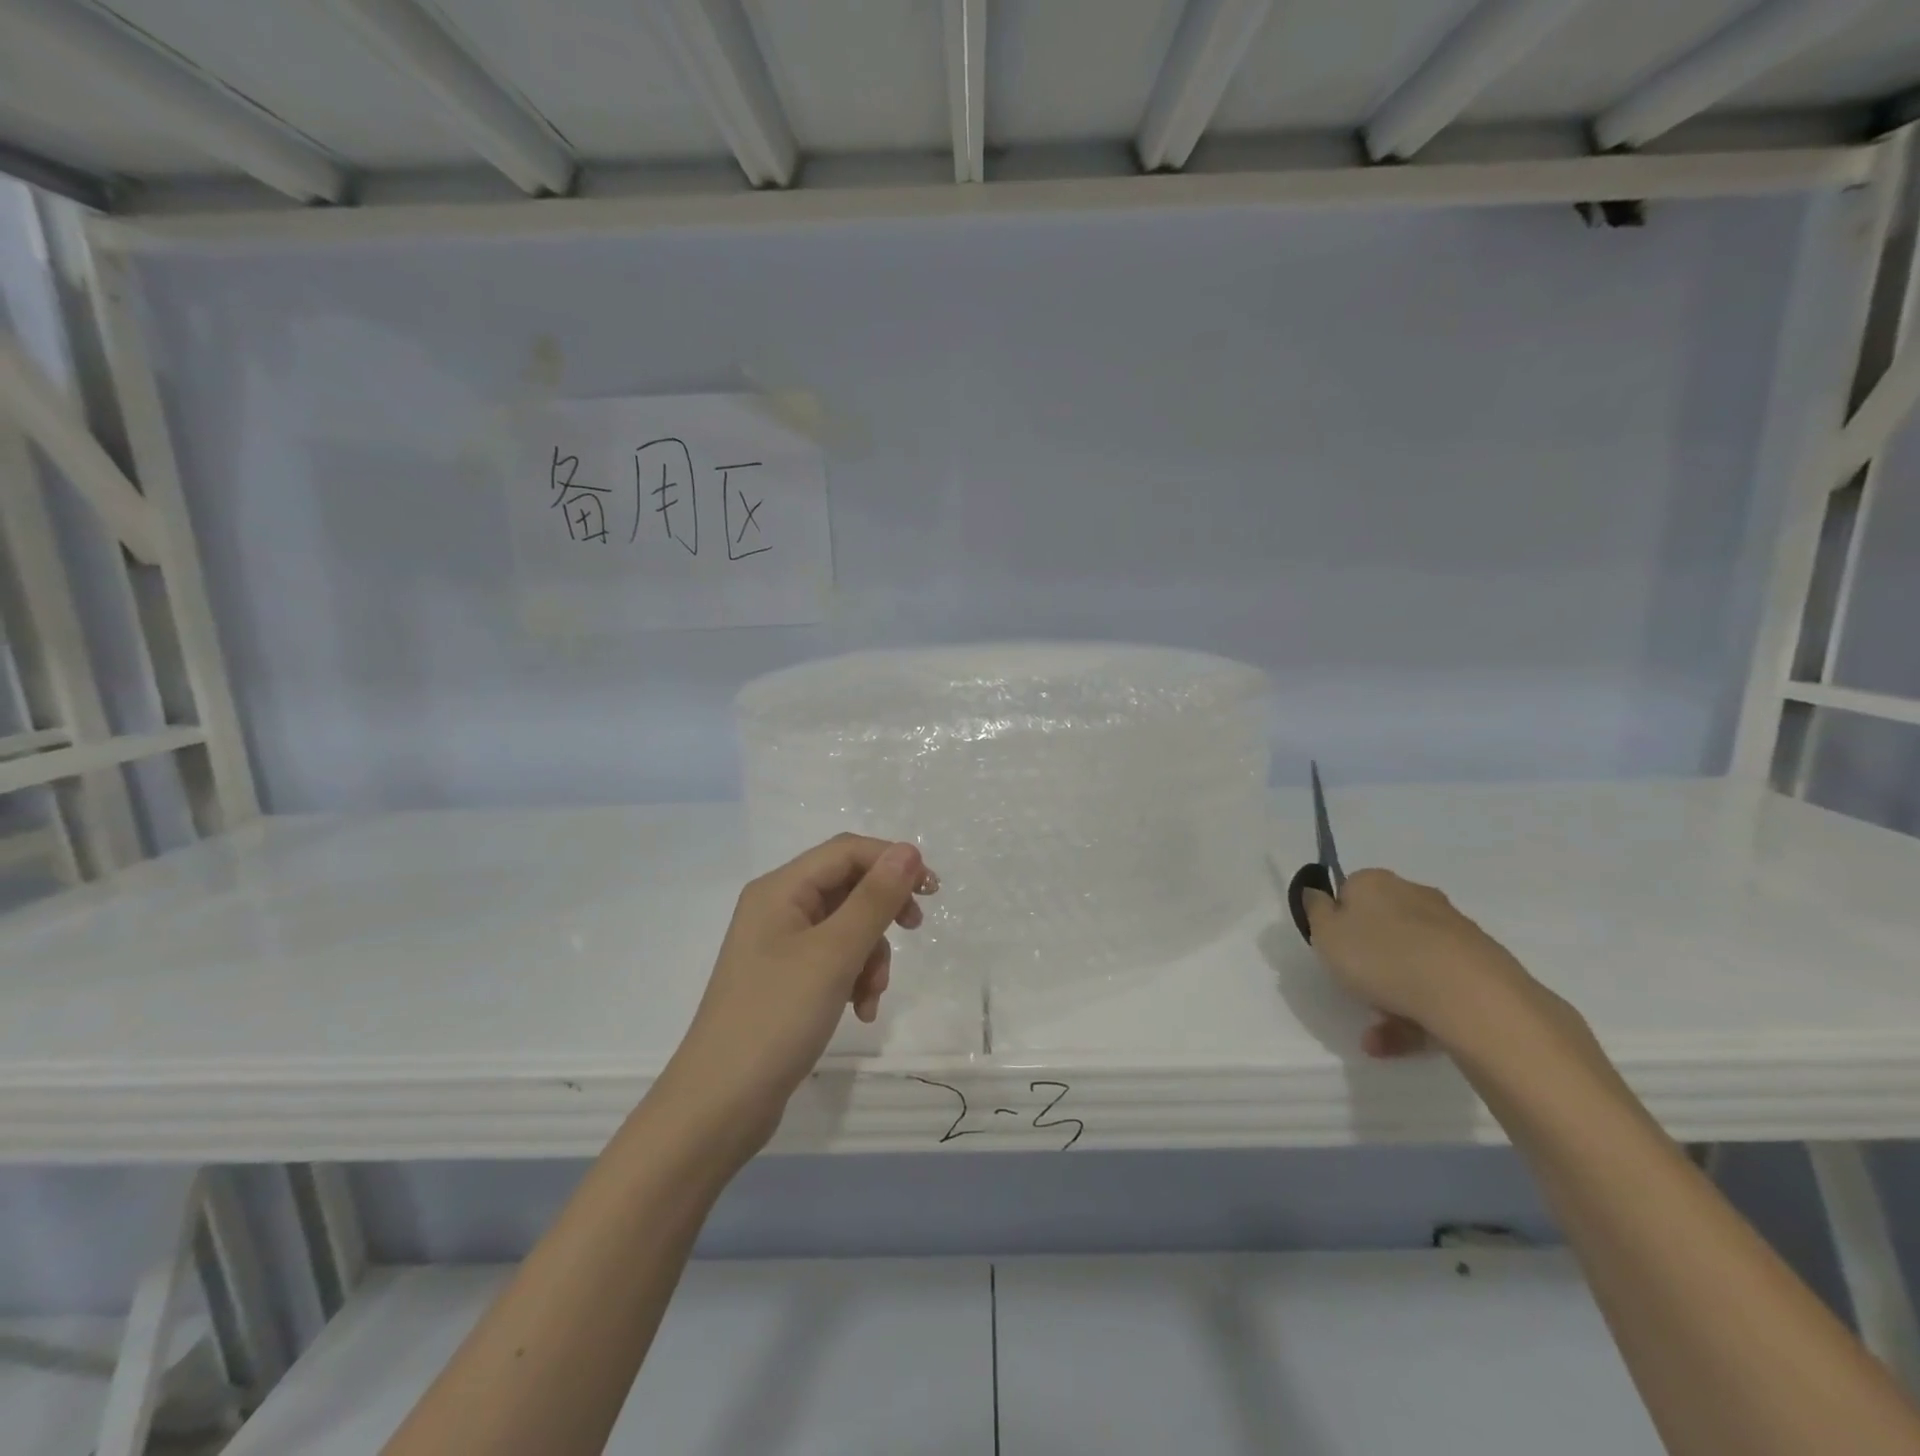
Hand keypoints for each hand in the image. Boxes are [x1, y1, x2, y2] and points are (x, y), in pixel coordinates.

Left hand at [659, 834, 935, 1153]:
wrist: (720, 1106)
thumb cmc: (776, 1018)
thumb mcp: (834, 954)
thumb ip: (874, 899)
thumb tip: (908, 850)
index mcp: (780, 890)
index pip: (846, 851)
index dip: (891, 861)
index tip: (931, 891)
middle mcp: (777, 908)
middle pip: (847, 886)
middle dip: (882, 912)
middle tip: (914, 929)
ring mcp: (779, 946)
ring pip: (846, 926)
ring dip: (870, 955)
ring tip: (872, 994)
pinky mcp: (785, 980)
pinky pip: (833, 960)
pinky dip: (854, 978)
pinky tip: (860, 1010)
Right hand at [1303, 868, 1538, 1059]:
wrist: (1468, 995)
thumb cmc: (1380, 957)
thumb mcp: (1325, 934)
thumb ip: (1315, 911)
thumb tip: (1317, 893)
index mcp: (1375, 882)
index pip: (1348, 891)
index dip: (1336, 921)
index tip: (1332, 949)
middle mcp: (1415, 895)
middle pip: (1381, 926)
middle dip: (1368, 960)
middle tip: (1354, 989)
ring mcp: (1452, 930)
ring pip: (1409, 961)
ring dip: (1390, 995)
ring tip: (1376, 1035)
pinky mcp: (1480, 964)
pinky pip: (1436, 986)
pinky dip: (1417, 1012)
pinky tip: (1402, 1041)